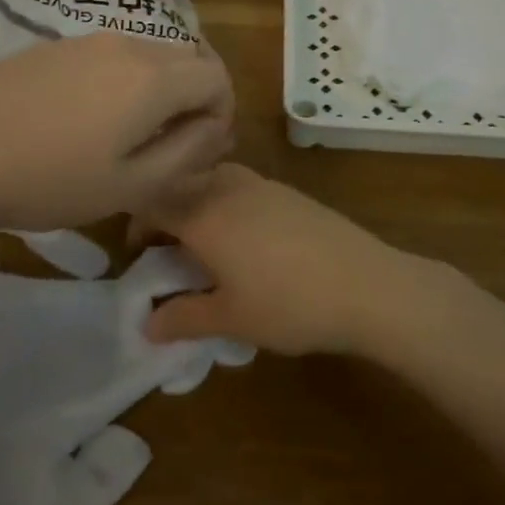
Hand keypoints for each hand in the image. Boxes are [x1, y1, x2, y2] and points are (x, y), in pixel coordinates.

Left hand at [0, 32, 234, 231]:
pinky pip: (109, 56)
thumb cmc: (51, 181)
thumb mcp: (133, 183)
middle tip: (172, 145)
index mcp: (153, 77)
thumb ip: (189, 151)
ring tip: (129, 135)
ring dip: (158, 89)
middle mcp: (126, 45)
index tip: (201, 148)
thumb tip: (217, 127)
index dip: (222, 113)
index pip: (217, 76)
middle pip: (186, 59)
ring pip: (147, 55)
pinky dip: (122, 81)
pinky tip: (87, 119)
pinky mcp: (53, 47)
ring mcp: (85, 40)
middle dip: (194, 98)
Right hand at [140, 164, 443, 354]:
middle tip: (167, 249)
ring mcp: (261, 184)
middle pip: (181, 184)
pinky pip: (240, 185)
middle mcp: (227, 187)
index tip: (139, 255)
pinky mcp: (288, 191)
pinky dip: (225, 202)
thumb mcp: (230, 319)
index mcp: (203, 213)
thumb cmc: (289, 304)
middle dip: (165, 211)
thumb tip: (147, 325)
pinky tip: (245, 238)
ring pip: (211, 179)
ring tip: (204, 242)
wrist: (367, 285)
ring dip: (196, 202)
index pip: (152, 201)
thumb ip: (183, 317)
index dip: (137, 225)